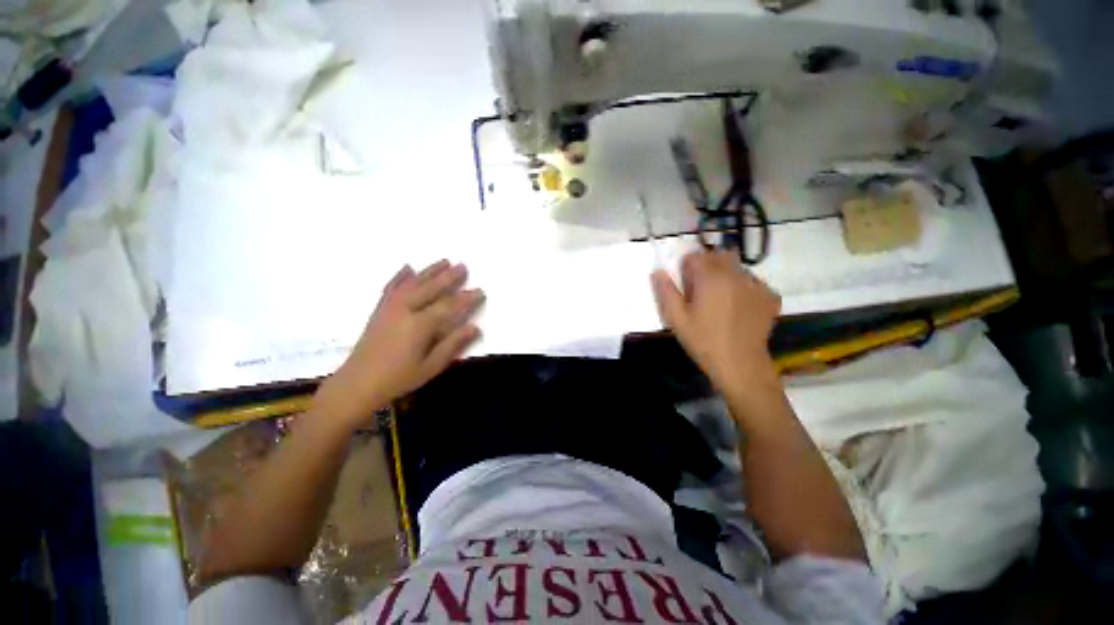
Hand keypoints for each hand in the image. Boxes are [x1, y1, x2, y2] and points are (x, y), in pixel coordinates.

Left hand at [313, 260, 483, 427]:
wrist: (357, 383)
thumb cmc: (398, 378)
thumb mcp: (431, 366)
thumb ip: (453, 344)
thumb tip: (475, 327)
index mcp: (419, 325)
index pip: (449, 306)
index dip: (466, 298)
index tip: (481, 291)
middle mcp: (405, 311)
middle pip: (430, 288)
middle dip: (449, 277)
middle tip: (463, 266)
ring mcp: (390, 308)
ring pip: (412, 283)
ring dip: (429, 271)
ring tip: (444, 261)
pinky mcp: (380, 310)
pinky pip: (391, 287)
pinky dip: (400, 276)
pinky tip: (408, 267)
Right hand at [651, 251, 780, 390]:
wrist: (740, 364)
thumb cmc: (703, 341)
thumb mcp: (676, 319)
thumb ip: (666, 292)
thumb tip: (657, 271)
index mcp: (710, 278)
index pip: (696, 256)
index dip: (687, 266)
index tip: (684, 282)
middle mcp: (735, 274)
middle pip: (719, 256)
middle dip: (707, 265)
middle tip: (701, 288)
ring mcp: (756, 285)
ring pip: (737, 267)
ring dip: (726, 275)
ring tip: (720, 299)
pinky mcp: (769, 297)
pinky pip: (754, 282)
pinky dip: (744, 288)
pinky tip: (739, 307)